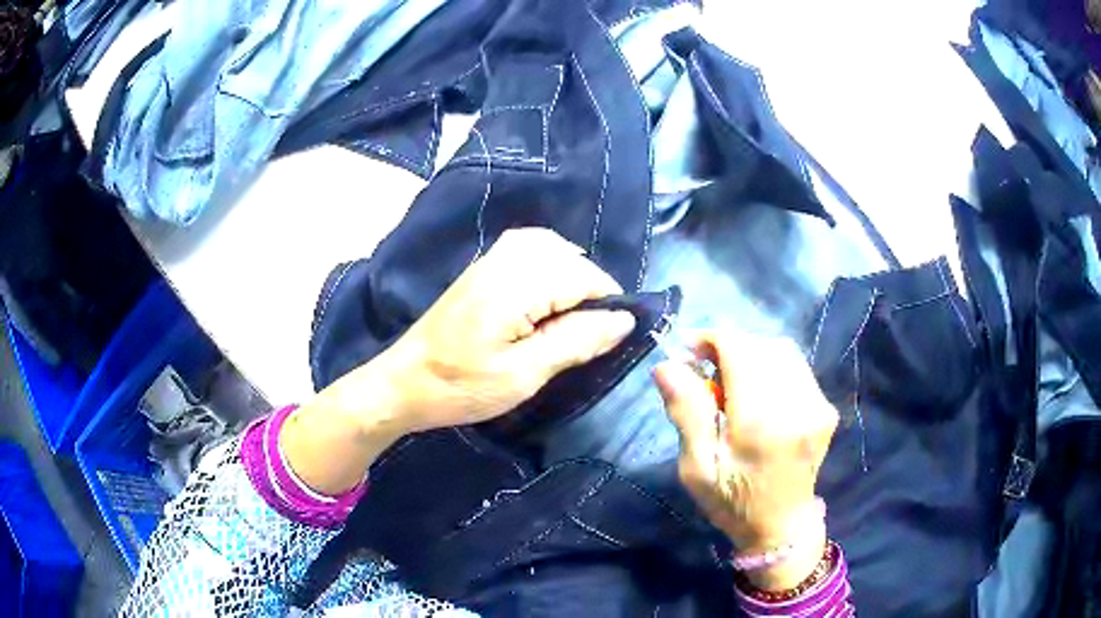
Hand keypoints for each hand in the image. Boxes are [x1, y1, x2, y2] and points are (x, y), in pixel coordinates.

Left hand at [283, 228, 635, 493]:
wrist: (404, 383)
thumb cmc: (462, 387)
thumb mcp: (524, 375)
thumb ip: (576, 342)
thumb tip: (623, 320)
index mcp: (515, 287)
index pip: (581, 276)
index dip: (607, 300)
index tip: (615, 332)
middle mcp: (503, 262)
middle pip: (567, 255)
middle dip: (590, 285)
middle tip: (594, 327)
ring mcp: (488, 261)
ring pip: (547, 245)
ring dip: (570, 270)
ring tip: (575, 310)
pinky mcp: (480, 270)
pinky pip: (524, 247)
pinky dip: (548, 261)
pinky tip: (548, 292)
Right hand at [653, 331, 837, 590]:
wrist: (782, 528)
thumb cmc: (733, 504)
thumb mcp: (697, 468)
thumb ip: (686, 412)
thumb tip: (666, 365)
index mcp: (762, 423)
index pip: (740, 350)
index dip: (711, 339)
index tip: (687, 351)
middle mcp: (798, 405)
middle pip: (762, 346)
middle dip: (730, 347)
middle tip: (705, 369)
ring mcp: (818, 405)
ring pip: (782, 351)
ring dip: (752, 355)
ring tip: (731, 381)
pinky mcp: (826, 408)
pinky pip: (796, 368)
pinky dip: (771, 367)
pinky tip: (757, 393)